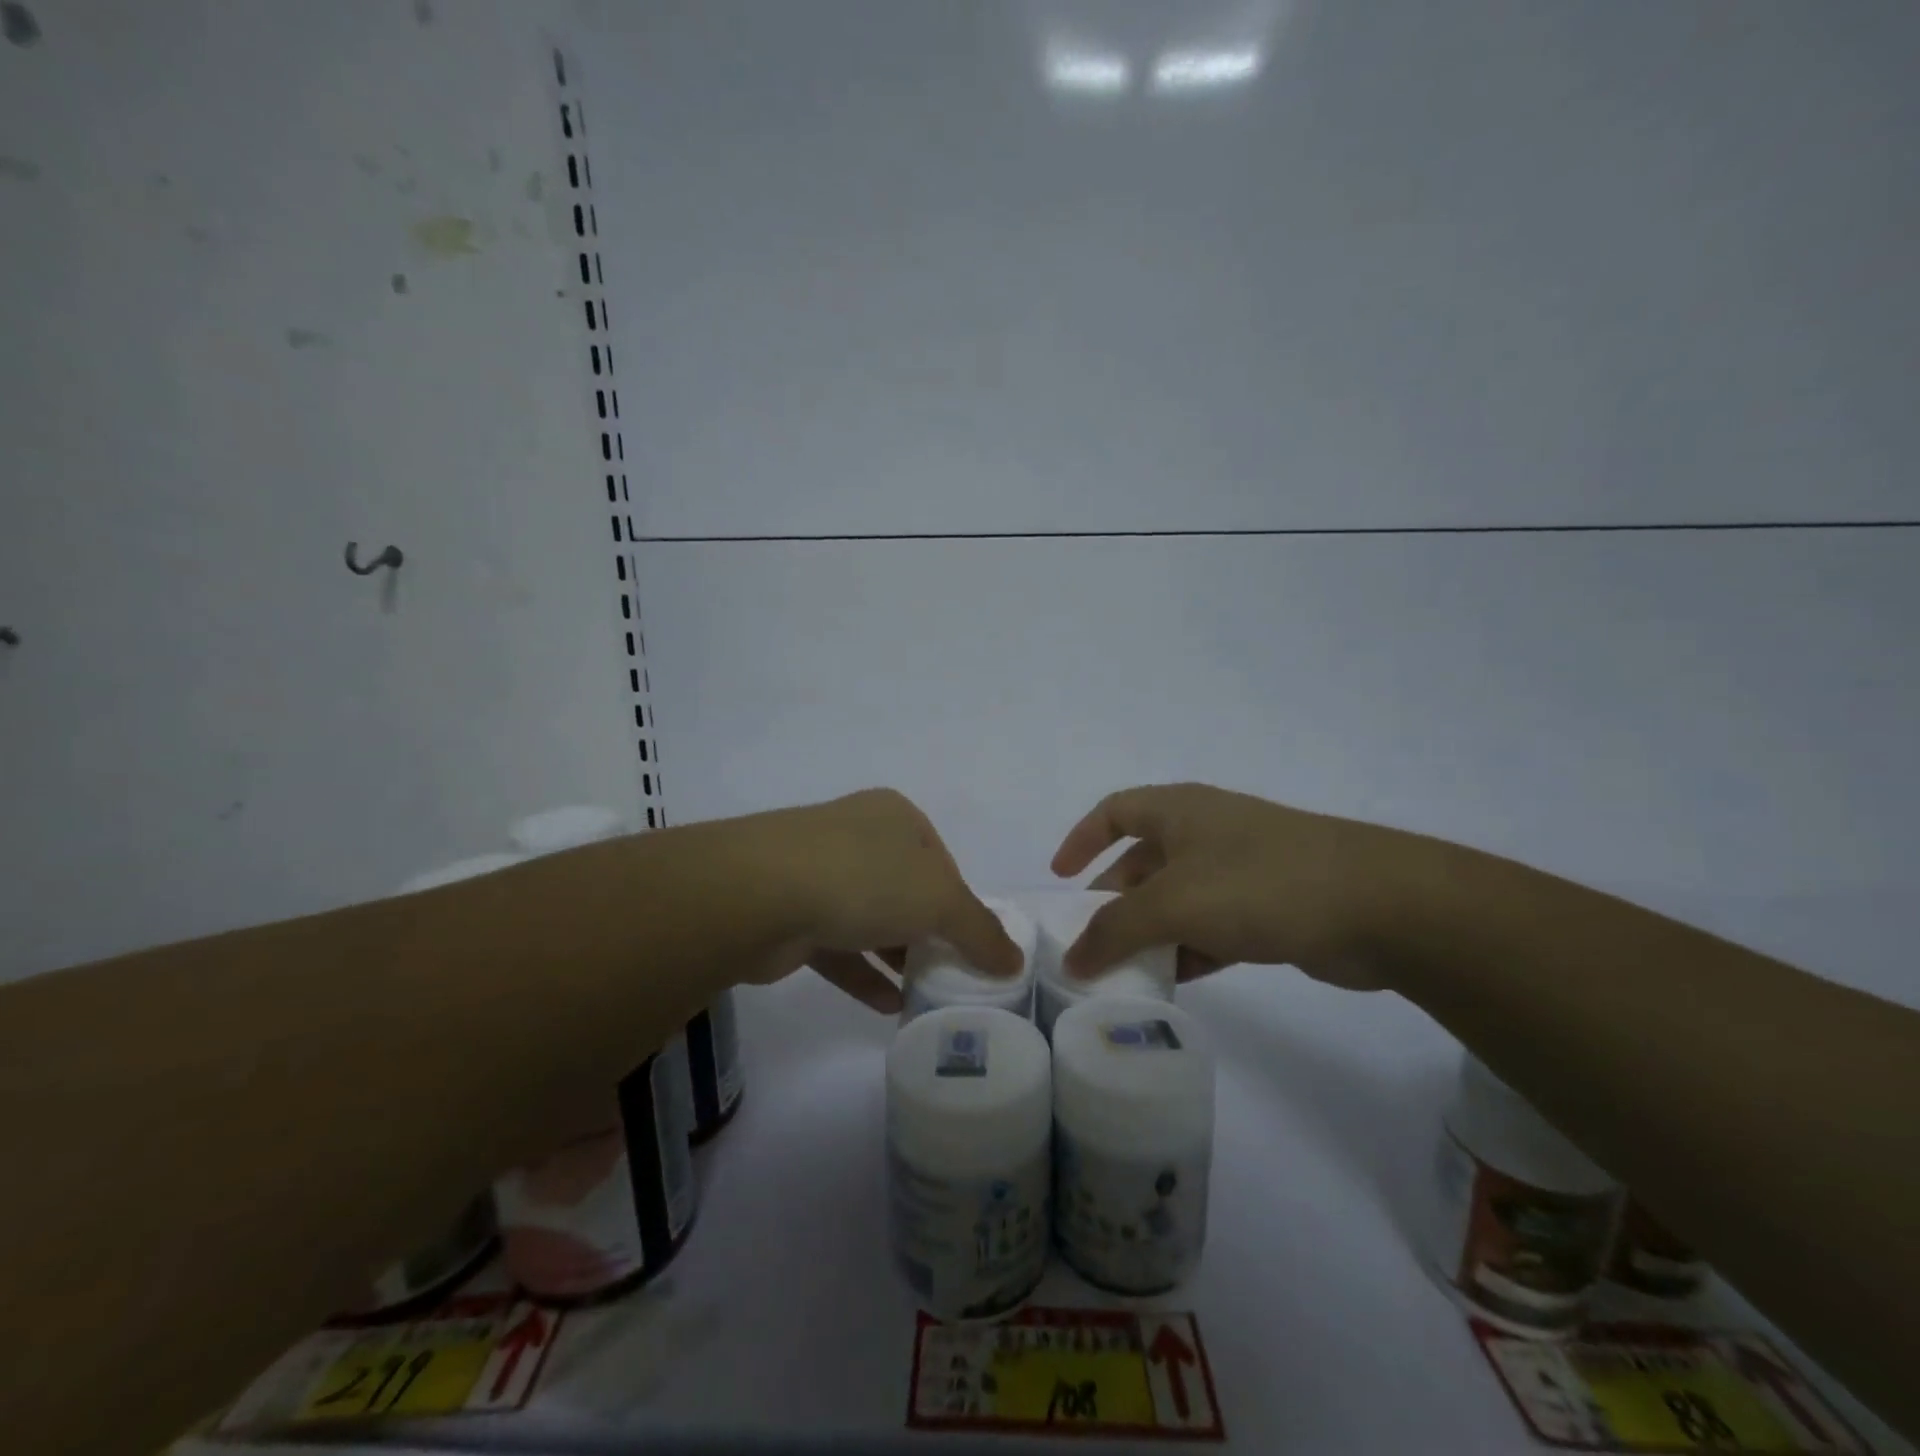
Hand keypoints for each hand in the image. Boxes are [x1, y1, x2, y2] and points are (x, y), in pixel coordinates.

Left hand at [742, 789, 1020, 1011]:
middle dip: (929, 933)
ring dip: (897, 957)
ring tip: (926, 996)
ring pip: (871, 919)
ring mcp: (818, 873)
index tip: (973, 946)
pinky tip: (890, 1007)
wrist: (759, 893)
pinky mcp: (791, 913)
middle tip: (952, 975)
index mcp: (895, 817)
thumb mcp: (940, 901)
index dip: (962, 904)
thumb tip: (1014, 962)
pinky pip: (838, 947)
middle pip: (906, 890)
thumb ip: (981, 932)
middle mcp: (857, 836)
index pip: (942, 862)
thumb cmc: (865, 878)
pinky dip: (864, 975)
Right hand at [1049, 783, 1422, 990]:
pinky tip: (1178, 980)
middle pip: (1143, 861)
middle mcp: (1206, 832)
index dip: (1081, 840)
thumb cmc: (1258, 883)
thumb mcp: (1173, 903)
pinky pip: (1213, 925)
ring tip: (1126, 972)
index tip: (1061, 880)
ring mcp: (1241, 868)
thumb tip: (1072, 959)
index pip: (1114, 811)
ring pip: (1178, 898)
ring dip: (1152, 931)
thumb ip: (1114, 930)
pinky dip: (1191, 948)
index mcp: (1179, 810)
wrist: (1379, 905)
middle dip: (1114, 901)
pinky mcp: (1270, 906)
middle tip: (1091, 942)